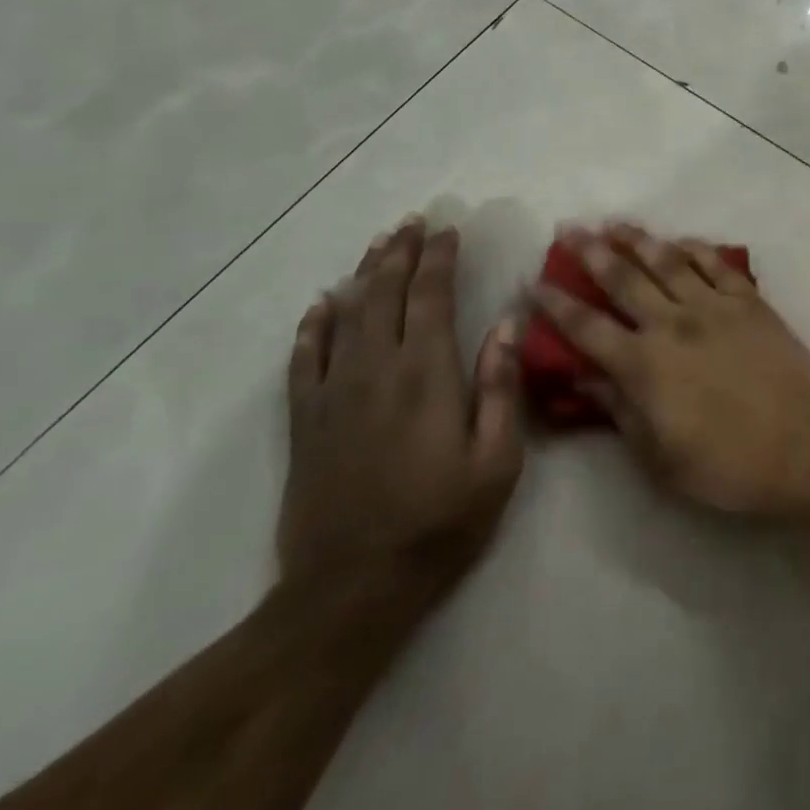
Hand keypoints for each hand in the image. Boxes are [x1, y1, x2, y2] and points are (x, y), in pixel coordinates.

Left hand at [280, 218, 523, 583]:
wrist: (351, 588)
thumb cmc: (440, 522)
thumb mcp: (497, 461)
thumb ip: (500, 387)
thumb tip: (505, 323)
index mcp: (427, 374)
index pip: (431, 297)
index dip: (439, 259)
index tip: (449, 230)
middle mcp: (376, 370)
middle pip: (385, 295)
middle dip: (401, 253)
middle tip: (413, 222)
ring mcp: (333, 394)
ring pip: (346, 316)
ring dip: (364, 275)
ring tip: (379, 245)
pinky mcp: (305, 423)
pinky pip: (304, 360)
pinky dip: (313, 326)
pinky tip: (322, 305)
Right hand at [531, 223, 809, 518]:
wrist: (804, 446)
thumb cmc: (727, 465)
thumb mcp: (660, 458)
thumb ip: (619, 412)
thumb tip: (583, 379)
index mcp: (645, 365)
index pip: (587, 328)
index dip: (555, 305)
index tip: (533, 283)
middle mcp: (673, 324)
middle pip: (623, 279)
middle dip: (591, 252)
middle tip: (569, 229)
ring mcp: (715, 307)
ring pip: (668, 261)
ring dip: (638, 239)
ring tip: (615, 223)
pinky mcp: (750, 302)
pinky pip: (717, 265)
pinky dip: (696, 248)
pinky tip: (681, 240)